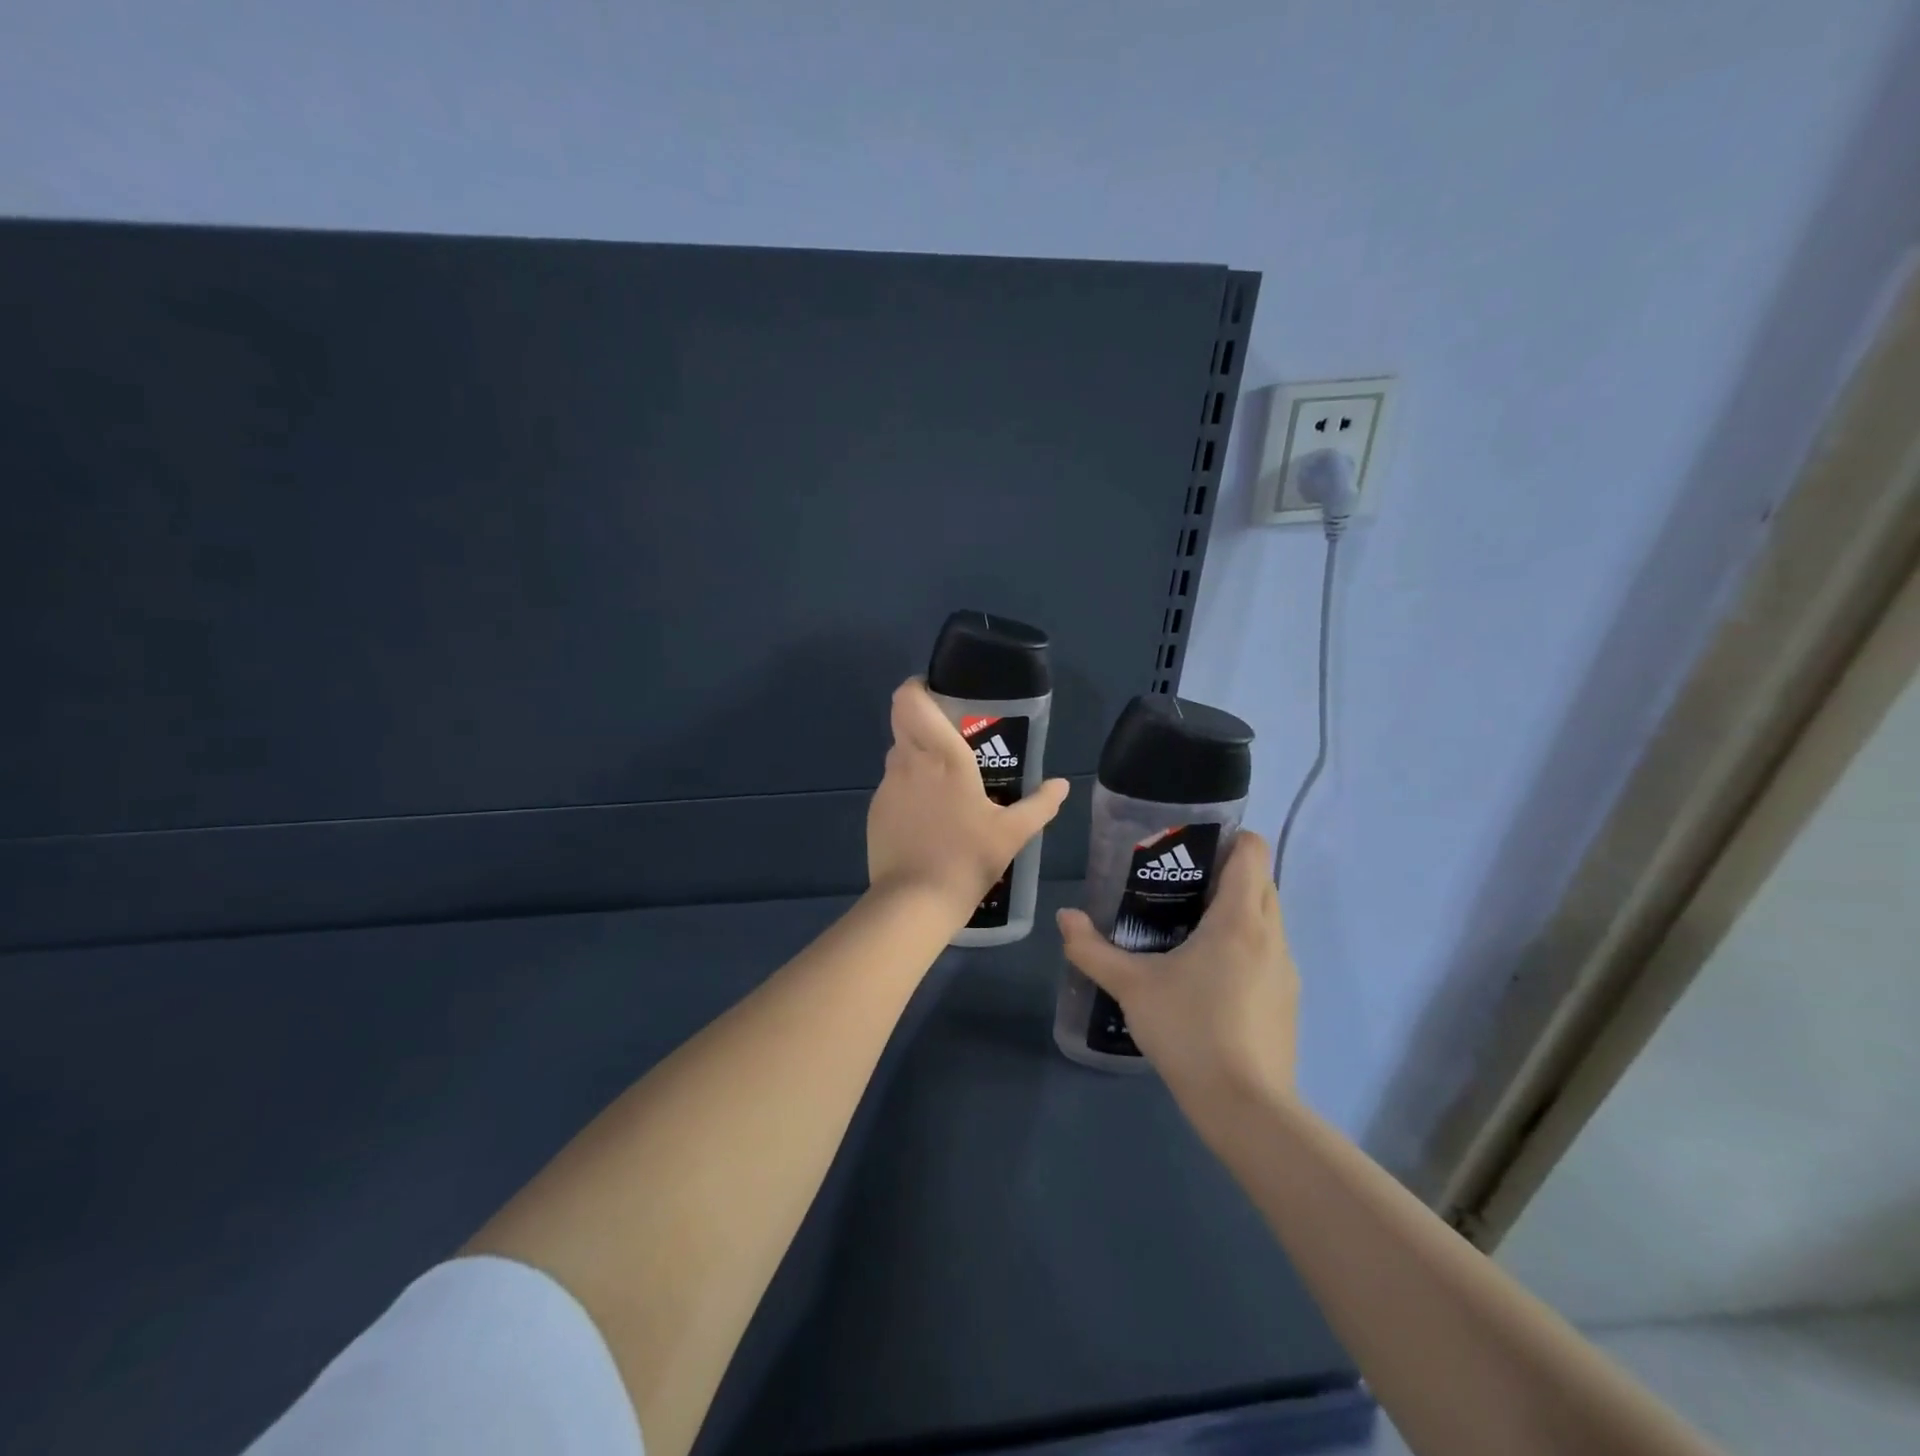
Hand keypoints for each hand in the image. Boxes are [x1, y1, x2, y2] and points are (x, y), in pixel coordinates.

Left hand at [867, 679, 1069, 921]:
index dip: (917, 687)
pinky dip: (908, 788)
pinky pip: (892, 784)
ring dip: (917, 756)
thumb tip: (1062, 785)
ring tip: (945, 781)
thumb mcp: (1014, 833)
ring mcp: (887, 786)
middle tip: (951, 735)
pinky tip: (928, 815)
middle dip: (923, 719)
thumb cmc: (968, 858)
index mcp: (943, 755)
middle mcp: (909, 761)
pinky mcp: (875, 810)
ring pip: (898, 753)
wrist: (916, 901)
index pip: (910, 699)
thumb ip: (1041, 804)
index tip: (937, 692)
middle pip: (903, 720)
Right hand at [1057, 830, 1297, 1109]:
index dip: (1227, 839)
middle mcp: (1272, 934)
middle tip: (1177, 887)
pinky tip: (1208, 977)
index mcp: (1240, 917)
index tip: (1189, 850)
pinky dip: (1244, 946)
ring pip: (1267, 918)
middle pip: (1261, 880)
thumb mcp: (1131, 986)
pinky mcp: (1287, 1000)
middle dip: (1225, 874)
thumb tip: (1065, 917)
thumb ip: (1092, 949)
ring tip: (1188, 930)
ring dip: (1235, 911)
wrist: (1246, 1107)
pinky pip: (1267, 953)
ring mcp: (1285, 970)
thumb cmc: (1189, 1029)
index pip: (1253, 851)